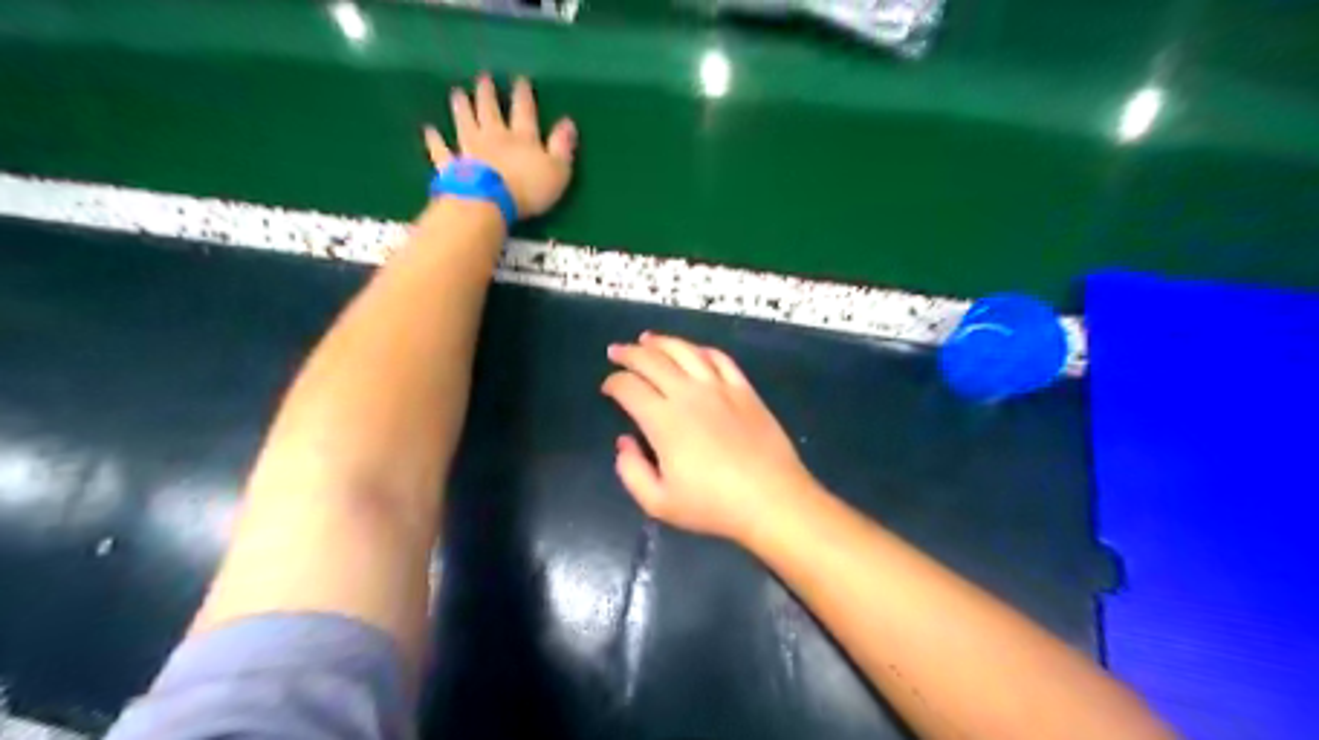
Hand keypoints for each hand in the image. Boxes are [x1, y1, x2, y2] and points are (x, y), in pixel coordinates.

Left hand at [427, 75, 576, 218]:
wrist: (489, 202)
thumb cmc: (529, 189)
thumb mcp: (557, 170)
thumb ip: (562, 147)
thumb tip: (568, 122)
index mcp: (522, 138)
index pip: (524, 111)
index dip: (523, 95)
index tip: (520, 80)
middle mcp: (494, 137)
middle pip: (490, 111)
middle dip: (487, 94)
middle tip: (483, 78)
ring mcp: (469, 149)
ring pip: (464, 123)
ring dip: (461, 108)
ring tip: (457, 94)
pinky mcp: (452, 166)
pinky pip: (441, 151)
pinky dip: (435, 141)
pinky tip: (428, 130)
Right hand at [601, 333, 813, 539]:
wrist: (771, 498)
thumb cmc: (713, 505)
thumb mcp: (659, 503)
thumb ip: (631, 471)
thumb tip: (624, 442)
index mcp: (663, 420)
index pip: (629, 388)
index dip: (613, 382)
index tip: (608, 387)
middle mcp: (688, 394)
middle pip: (652, 361)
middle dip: (629, 353)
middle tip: (616, 351)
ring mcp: (719, 387)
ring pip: (684, 351)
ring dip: (661, 342)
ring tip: (647, 339)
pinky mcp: (744, 389)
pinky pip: (719, 358)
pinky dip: (700, 350)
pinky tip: (692, 350)